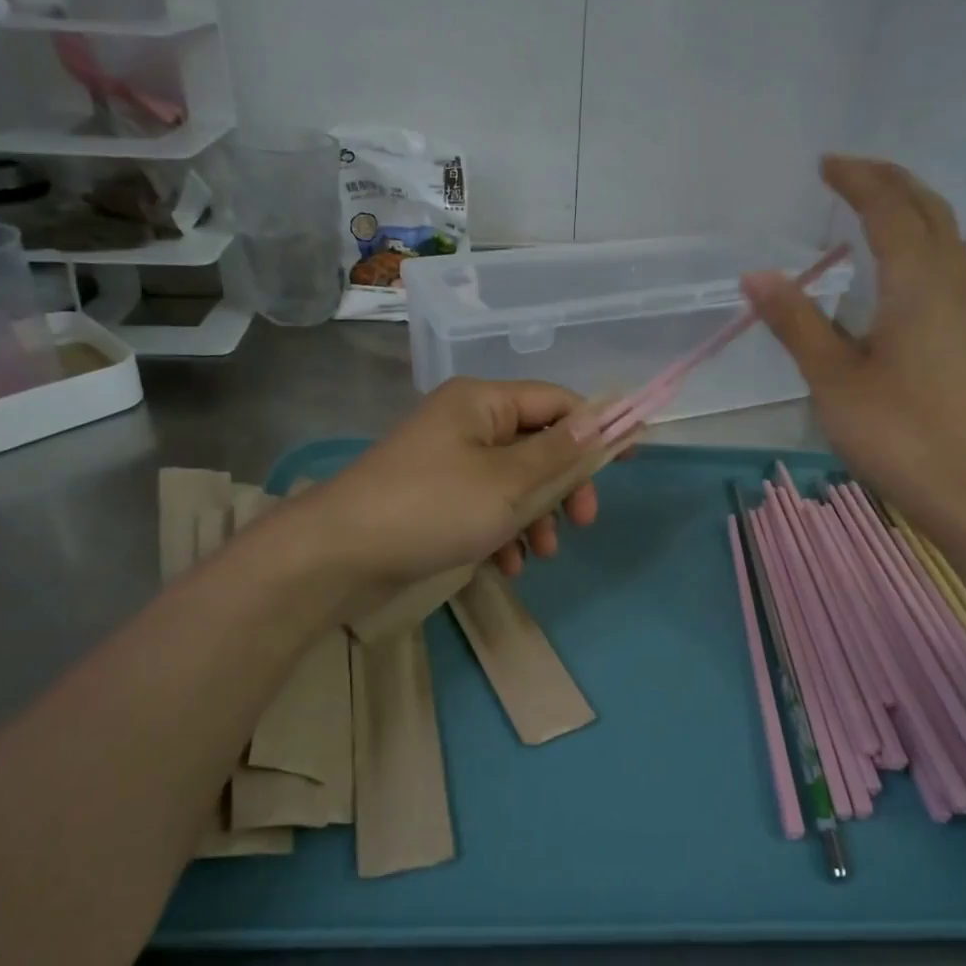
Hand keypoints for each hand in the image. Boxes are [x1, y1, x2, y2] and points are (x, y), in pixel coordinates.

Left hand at [301, 378, 609, 586]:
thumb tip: (610, 417)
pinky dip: (502, 531)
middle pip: (537, 444)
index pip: (557, 402)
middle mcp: (466, 423)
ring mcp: (447, 461)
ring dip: (535, 516)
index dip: (596, 429)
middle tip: (582, 522)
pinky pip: (485, 506)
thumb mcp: (508, 482)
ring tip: (540, 554)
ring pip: (514, 481)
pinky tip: (506, 564)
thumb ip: (562, 452)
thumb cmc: (432, 507)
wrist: (338, 555)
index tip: (627, 462)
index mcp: (482, 402)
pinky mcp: (435, 498)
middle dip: (563, 485)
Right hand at [742, 155, 965, 530]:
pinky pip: (945, 260)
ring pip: (943, 233)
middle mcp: (951, 280)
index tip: (825, 164)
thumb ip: (795, 321)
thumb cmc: (897, 431)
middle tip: (848, 172)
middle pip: (928, 208)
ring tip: (869, 205)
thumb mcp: (833, 377)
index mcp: (918, 282)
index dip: (857, 180)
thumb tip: (756, 275)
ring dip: (908, 207)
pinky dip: (918, 239)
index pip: (888, 209)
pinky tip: (893, 265)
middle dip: (889, 181)